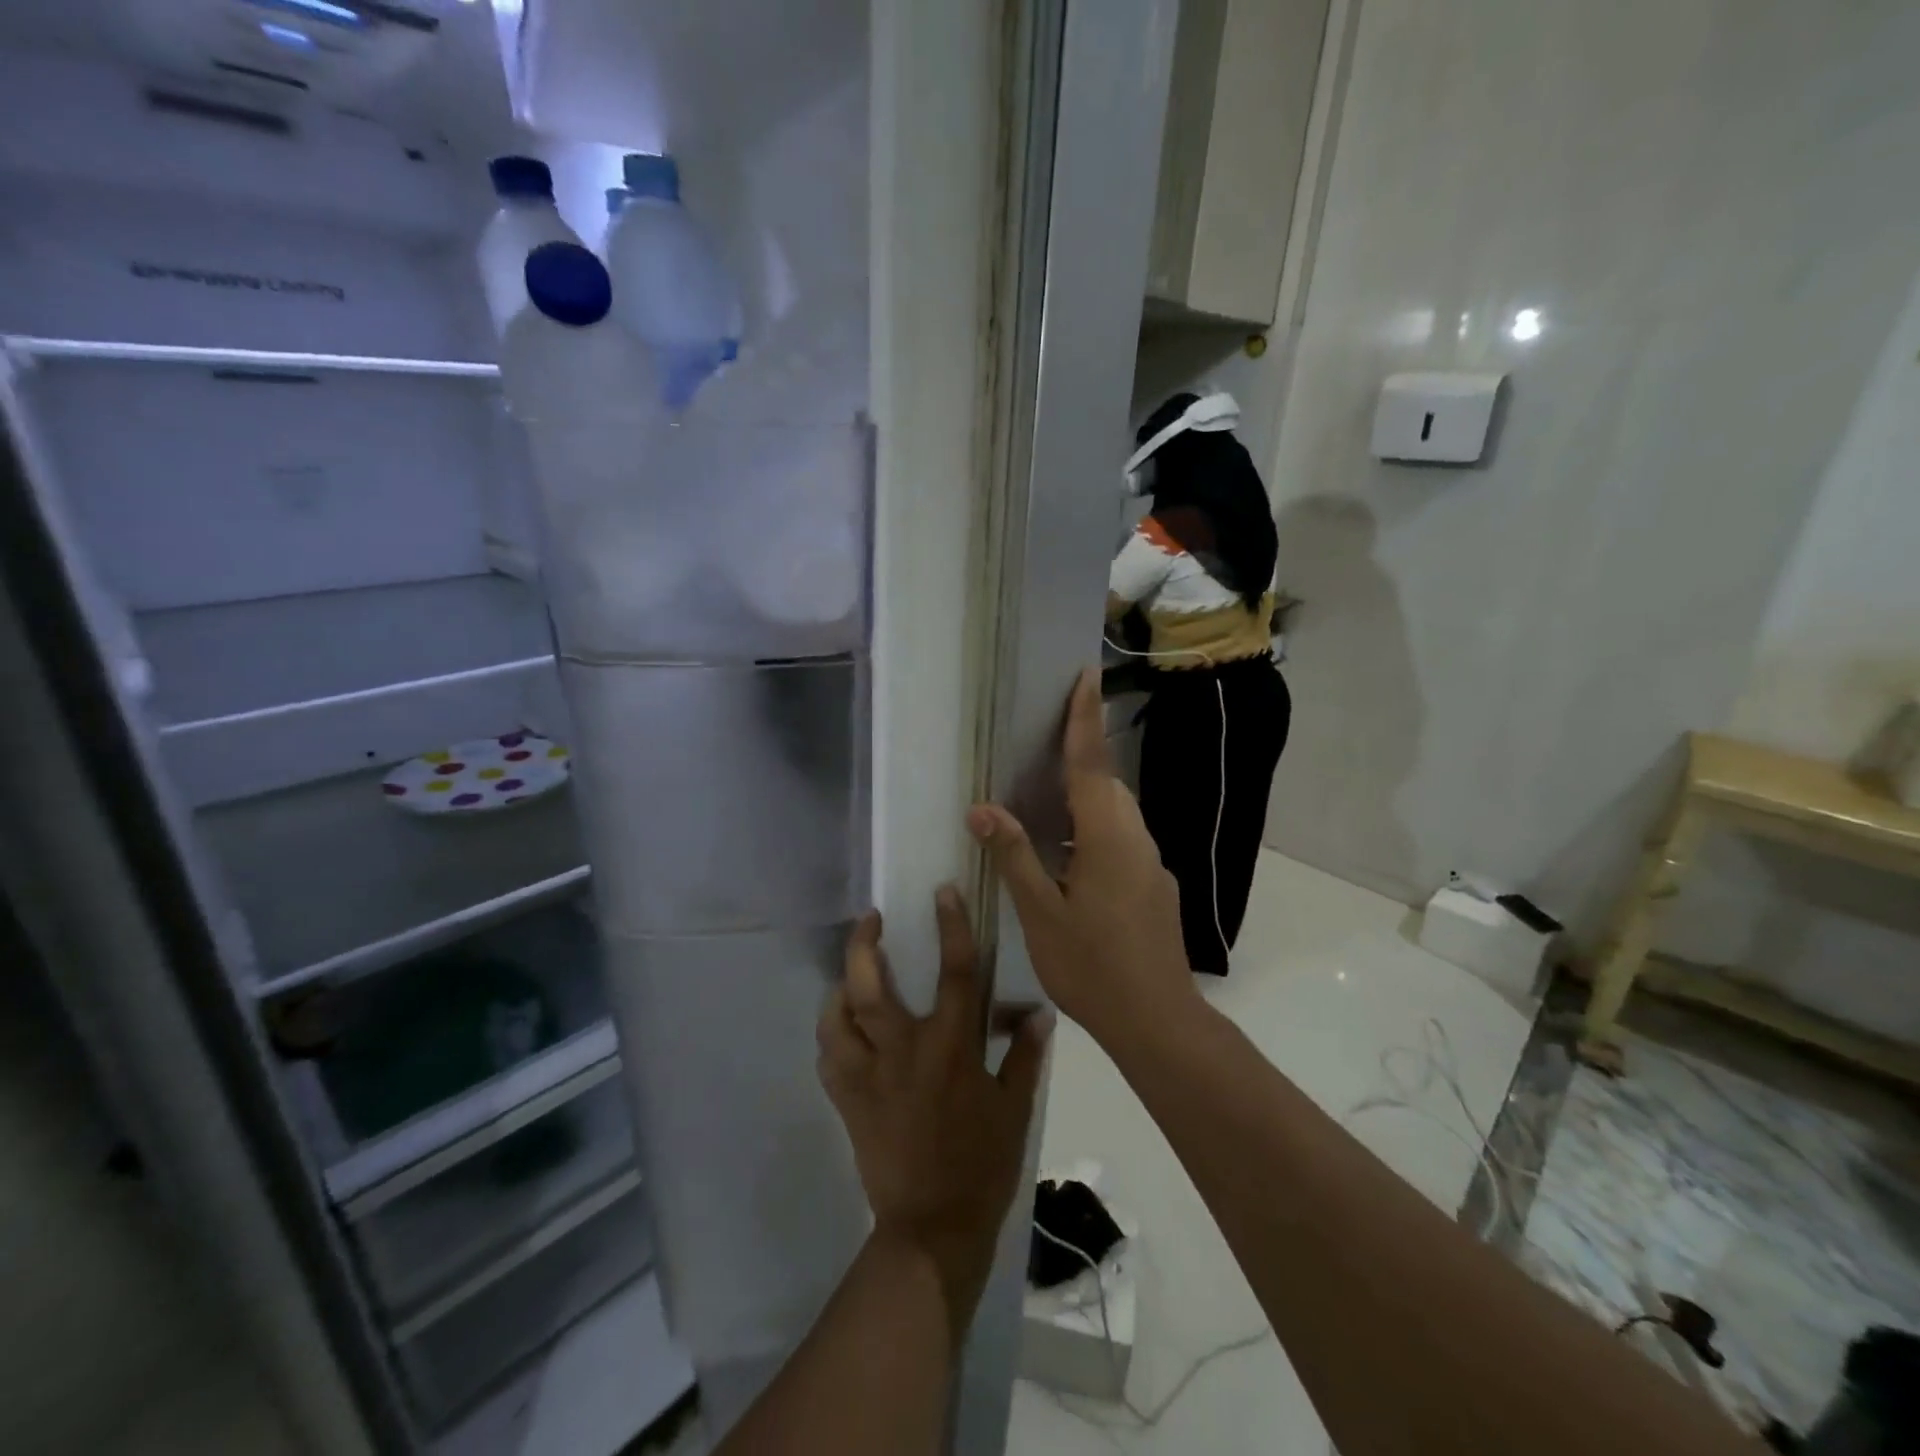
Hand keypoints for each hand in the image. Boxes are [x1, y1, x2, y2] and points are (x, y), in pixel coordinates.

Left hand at [816, 888, 1051, 1342]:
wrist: (932, 1229)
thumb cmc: (981, 1165)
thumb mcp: (1015, 1109)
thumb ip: (1025, 1056)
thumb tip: (1039, 1012)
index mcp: (950, 1048)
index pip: (954, 972)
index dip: (951, 926)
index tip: (942, 892)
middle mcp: (903, 1052)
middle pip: (870, 987)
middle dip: (864, 944)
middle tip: (870, 919)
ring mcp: (868, 1077)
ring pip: (837, 1017)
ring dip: (840, 987)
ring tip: (850, 973)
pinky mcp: (847, 1102)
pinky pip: (828, 1057)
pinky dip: (831, 1035)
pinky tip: (841, 1028)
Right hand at [967, 667, 1199, 1049]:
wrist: (1158, 1021)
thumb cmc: (1092, 966)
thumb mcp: (1041, 913)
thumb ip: (1015, 856)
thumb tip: (983, 808)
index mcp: (1108, 837)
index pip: (1091, 764)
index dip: (1084, 718)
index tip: (1086, 675)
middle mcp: (1136, 840)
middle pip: (1106, 785)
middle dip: (1081, 757)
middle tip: (1044, 744)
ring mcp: (1151, 865)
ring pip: (1116, 815)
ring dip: (1085, 799)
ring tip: (1045, 805)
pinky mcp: (1156, 887)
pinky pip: (1122, 841)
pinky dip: (1094, 831)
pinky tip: (1069, 860)